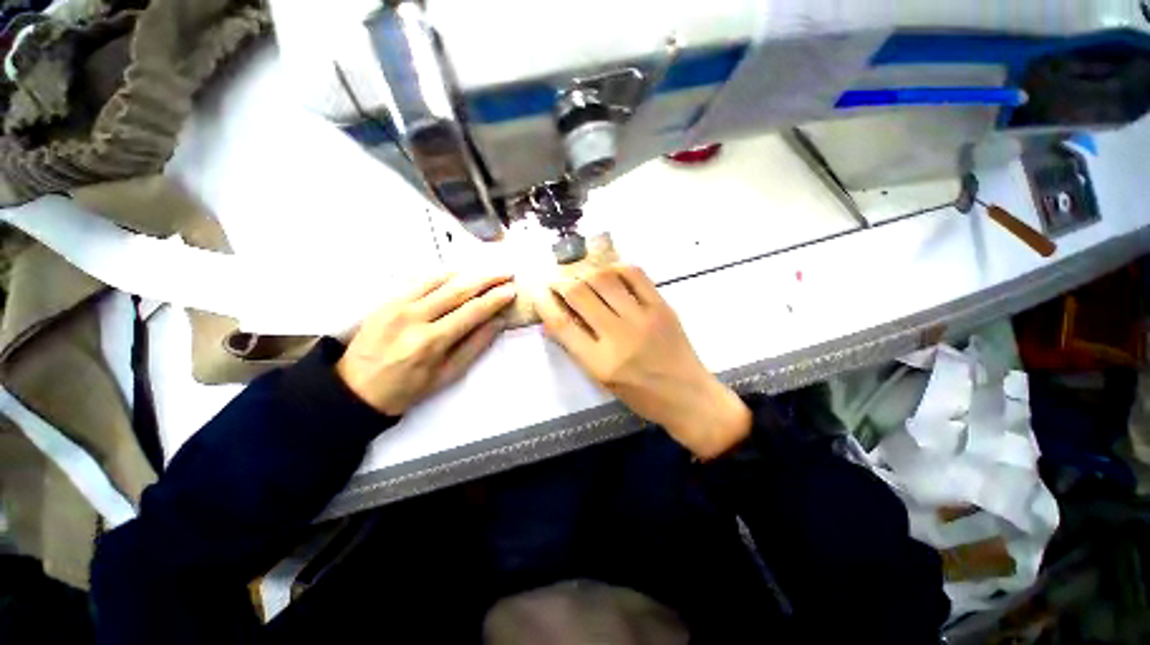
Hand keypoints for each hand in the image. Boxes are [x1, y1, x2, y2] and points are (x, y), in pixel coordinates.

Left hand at [337, 273, 515, 414]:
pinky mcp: (386, 300)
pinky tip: (459, 275)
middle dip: (487, 279)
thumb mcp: (447, 375)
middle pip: (459, 290)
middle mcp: (414, 318)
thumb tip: (497, 322)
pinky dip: (443, 276)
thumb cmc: (407, 388)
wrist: (355, 388)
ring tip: (488, 272)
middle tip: (506, 273)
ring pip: (440, 281)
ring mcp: (397, 305)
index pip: (472, 312)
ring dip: (468, 274)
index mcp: (431, 342)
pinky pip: (420, 281)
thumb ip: (475, 346)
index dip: (495, 299)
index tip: (512, 290)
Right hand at [534, 264, 750, 459]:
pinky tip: (609, 272)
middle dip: (561, 282)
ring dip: (585, 272)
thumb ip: (578, 348)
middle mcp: (619, 337)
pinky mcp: (662, 307)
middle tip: (558, 281)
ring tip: (581, 275)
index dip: (545, 303)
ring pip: (604, 279)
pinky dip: (616, 267)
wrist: (688, 396)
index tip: (539, 292)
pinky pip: (635, 275)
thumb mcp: (602, 379)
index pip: (562, 324)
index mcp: (600, 363)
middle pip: (580, 294)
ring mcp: (643, 318)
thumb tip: (555, 319)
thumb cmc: (641, 395)